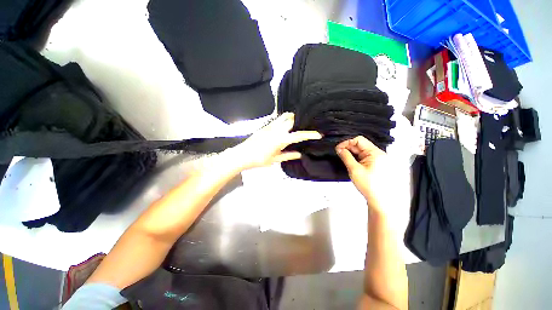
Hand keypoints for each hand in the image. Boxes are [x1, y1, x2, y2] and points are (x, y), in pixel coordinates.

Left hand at [230, 113, 321, 170]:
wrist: (243, 154)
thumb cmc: (259, 159)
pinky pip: (277, 119)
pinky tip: (284, 127)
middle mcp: (277, 129)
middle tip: (305, 126)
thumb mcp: (275, 159)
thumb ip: (288, 155)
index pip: (299, 135)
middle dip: (300, 120)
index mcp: (281, 139)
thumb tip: (299, 154)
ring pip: (284, 116)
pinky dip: (284, 120)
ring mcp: (270, 126)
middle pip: (292, 119)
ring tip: (296, 125)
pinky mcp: (265, 125)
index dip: (310, 135)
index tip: (319, 134)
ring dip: (291, 118)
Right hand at [335, 136, 388, 211]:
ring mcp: (377, 159)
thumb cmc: (368, 185)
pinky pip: (363, 157)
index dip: (347, 142)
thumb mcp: (354, 170)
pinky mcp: (375, 164)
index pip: (359, 140)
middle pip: (360, 145)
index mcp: (375, 153)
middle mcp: (377, 153)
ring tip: (342, 157)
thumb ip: (346, 157)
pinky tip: (349, 161)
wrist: (380, 200)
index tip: (338, 149)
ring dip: (351, 153)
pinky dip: (355, 157)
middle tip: (338, 153)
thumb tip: (339, 149)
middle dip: (348, 148)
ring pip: (361, 151)